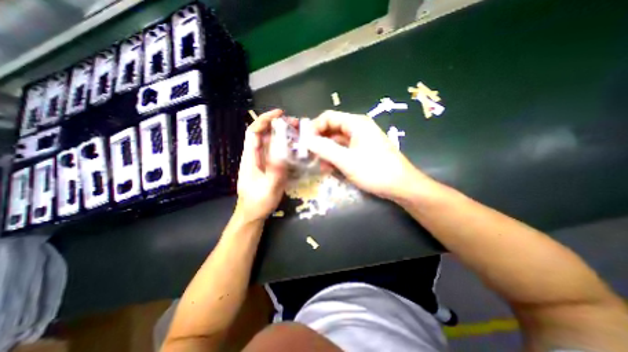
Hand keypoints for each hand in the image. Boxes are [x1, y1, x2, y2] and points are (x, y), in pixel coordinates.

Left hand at [235, 108, 288, 220]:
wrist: (253, 214)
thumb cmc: (257, 202)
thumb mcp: (268, 189)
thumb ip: (275, 172)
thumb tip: (283, 153)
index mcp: (251, 158)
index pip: (254, 132)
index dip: (264, 120)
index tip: (279, 113)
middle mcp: (256, 156)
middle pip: (265, 135)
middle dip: (279, 126)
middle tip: (297, 125)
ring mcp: (263, 162)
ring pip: (272, 143)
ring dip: (284, 136)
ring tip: (299, 134)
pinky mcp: (269, 167)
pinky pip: (277, 153)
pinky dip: (286, 147)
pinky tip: (297, 149)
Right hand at [308, 110, 431, 200]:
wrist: (401, 186)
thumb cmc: (375, 171)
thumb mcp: (346, 160)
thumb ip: (325, 149)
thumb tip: (306, 140)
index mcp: (356, 124)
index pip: (328, 117)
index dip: (314, 127)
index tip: (305, 142)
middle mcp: (358, 128)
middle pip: (332, 129)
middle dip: (320, 142)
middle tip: (310, 156)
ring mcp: (361, 140)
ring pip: (337, 142)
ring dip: (327, 152)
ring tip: (321, 166)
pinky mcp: (362, 151)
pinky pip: (344, 151)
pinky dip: (336, 158)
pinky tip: (331, 169)